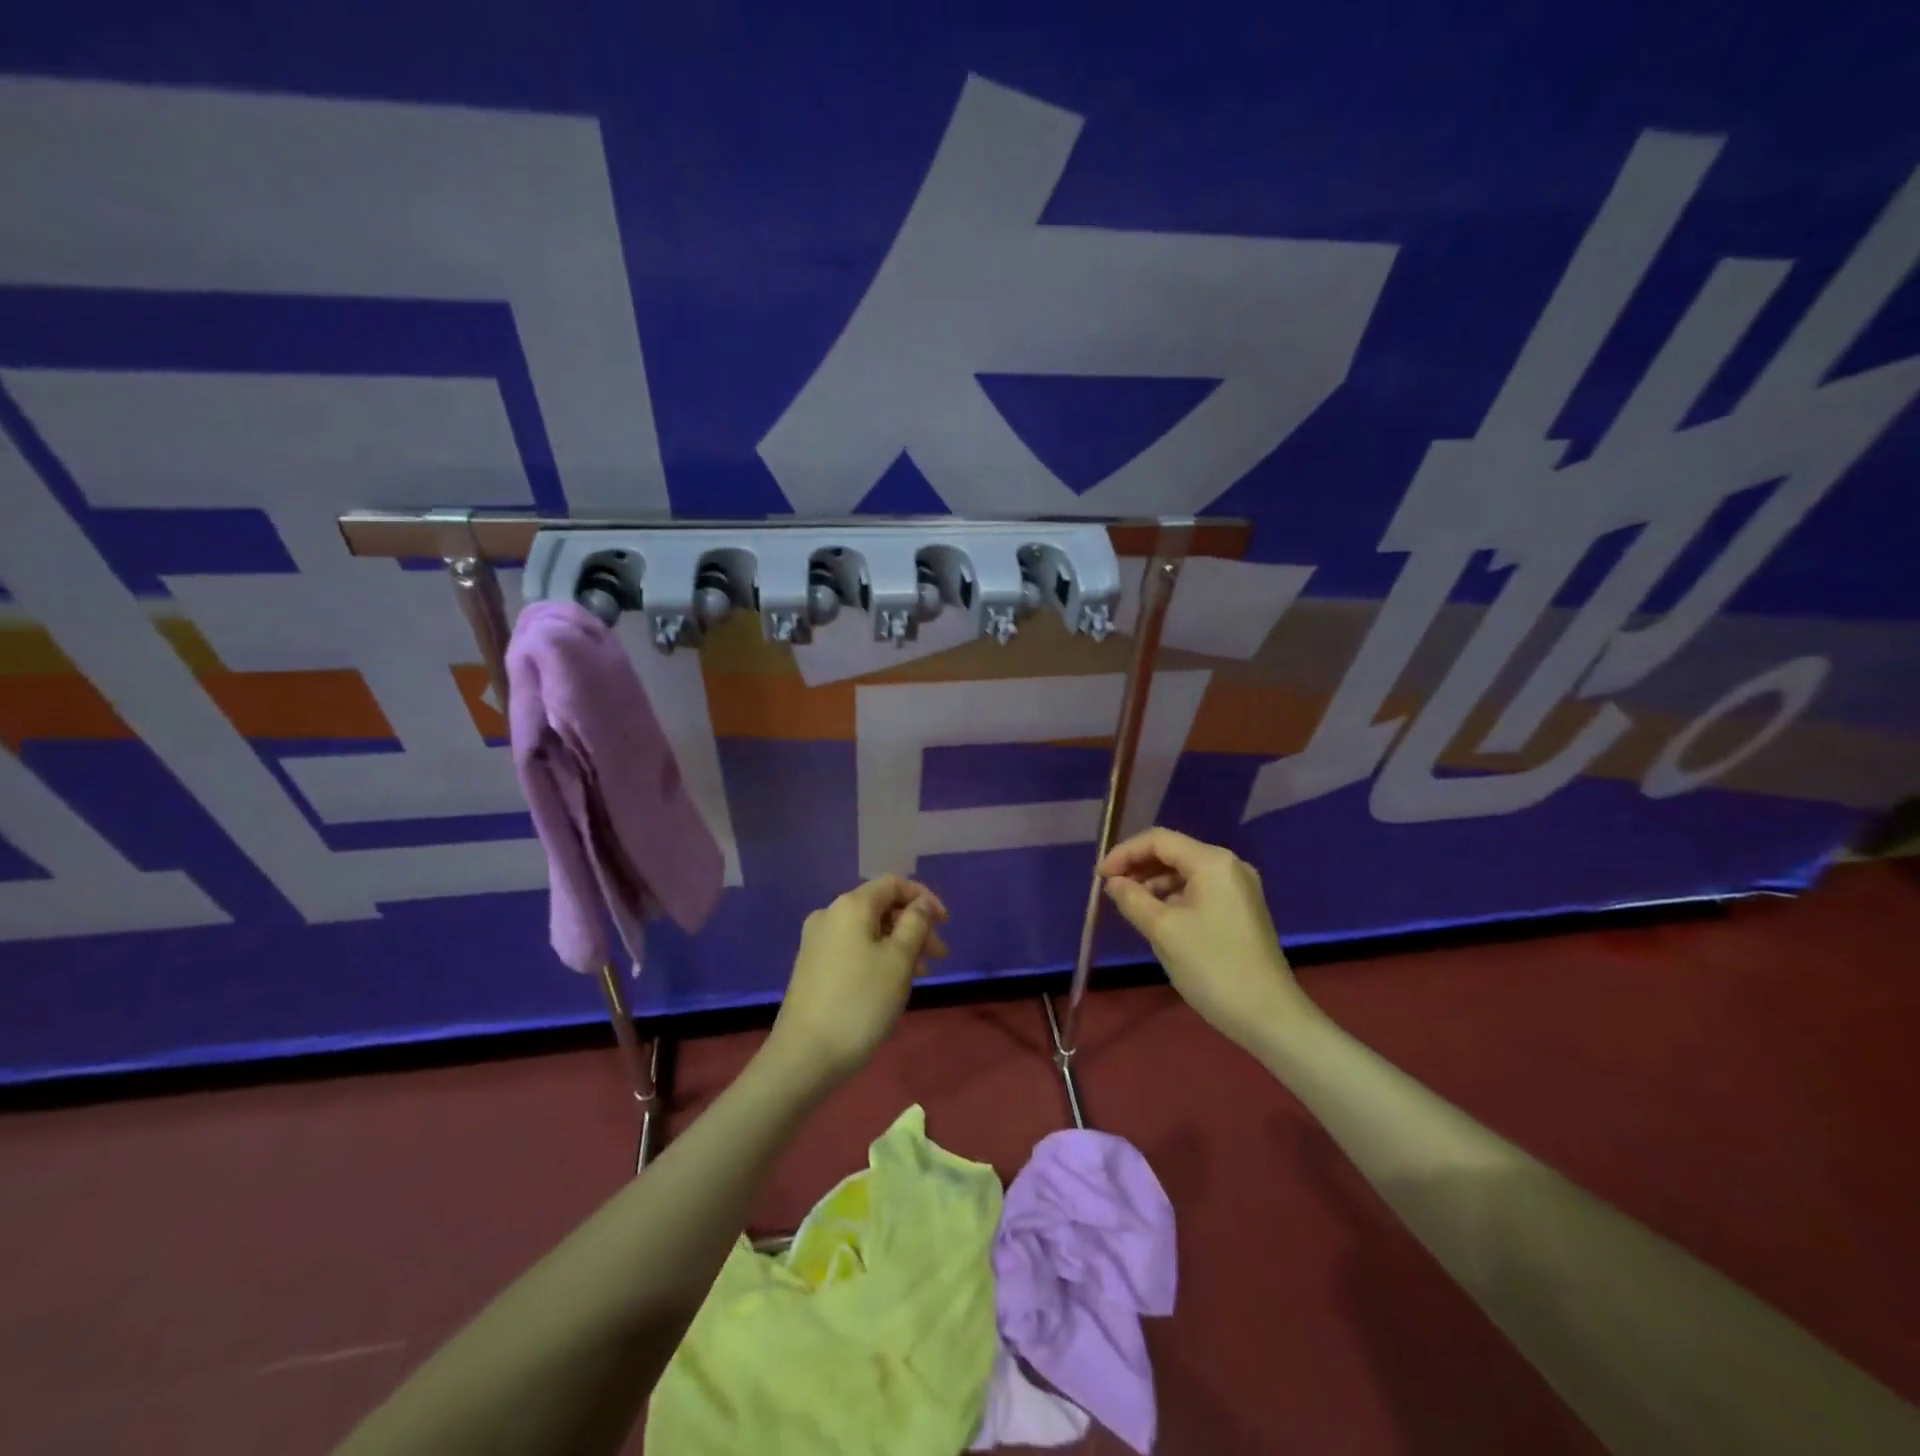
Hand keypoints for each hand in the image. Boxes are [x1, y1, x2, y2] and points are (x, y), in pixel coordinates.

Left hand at [766, 875, 948, 1089]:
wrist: (805, 1055)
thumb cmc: (861, 1002)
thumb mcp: (899, 961)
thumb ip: (915, 924)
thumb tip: (920, 904)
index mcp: (851, 905)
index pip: (893, 884)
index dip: (924, 897)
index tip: (946, 924)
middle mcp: (829, 914)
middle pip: (881, 906)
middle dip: (914, 926)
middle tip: (939, 956)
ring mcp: (817, 941)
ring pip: (868, 930)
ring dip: (898, 944)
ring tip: (921, 974)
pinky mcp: (812, 966)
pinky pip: (853, 947)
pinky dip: (878, 956)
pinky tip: (891, 982)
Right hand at [1099, 828, 1308, 1050]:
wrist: (1268, 1016)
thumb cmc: (1212, 966)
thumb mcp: (1163, 930)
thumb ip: (1132, 899)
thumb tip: (1113, 882)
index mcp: (1212, 862)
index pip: (1158, 840)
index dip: (1124, 853)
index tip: (1099, 877)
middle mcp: (1229, 866)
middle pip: (1173, 852)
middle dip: (1138, 867)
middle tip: (1110, 890)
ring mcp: (1238, 888)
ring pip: (1185, 873)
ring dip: (1154, 883)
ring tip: (1129, 906)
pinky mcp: (1240, 910)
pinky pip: (1198, 890)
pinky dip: (1173, 897)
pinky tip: (1156, 918)